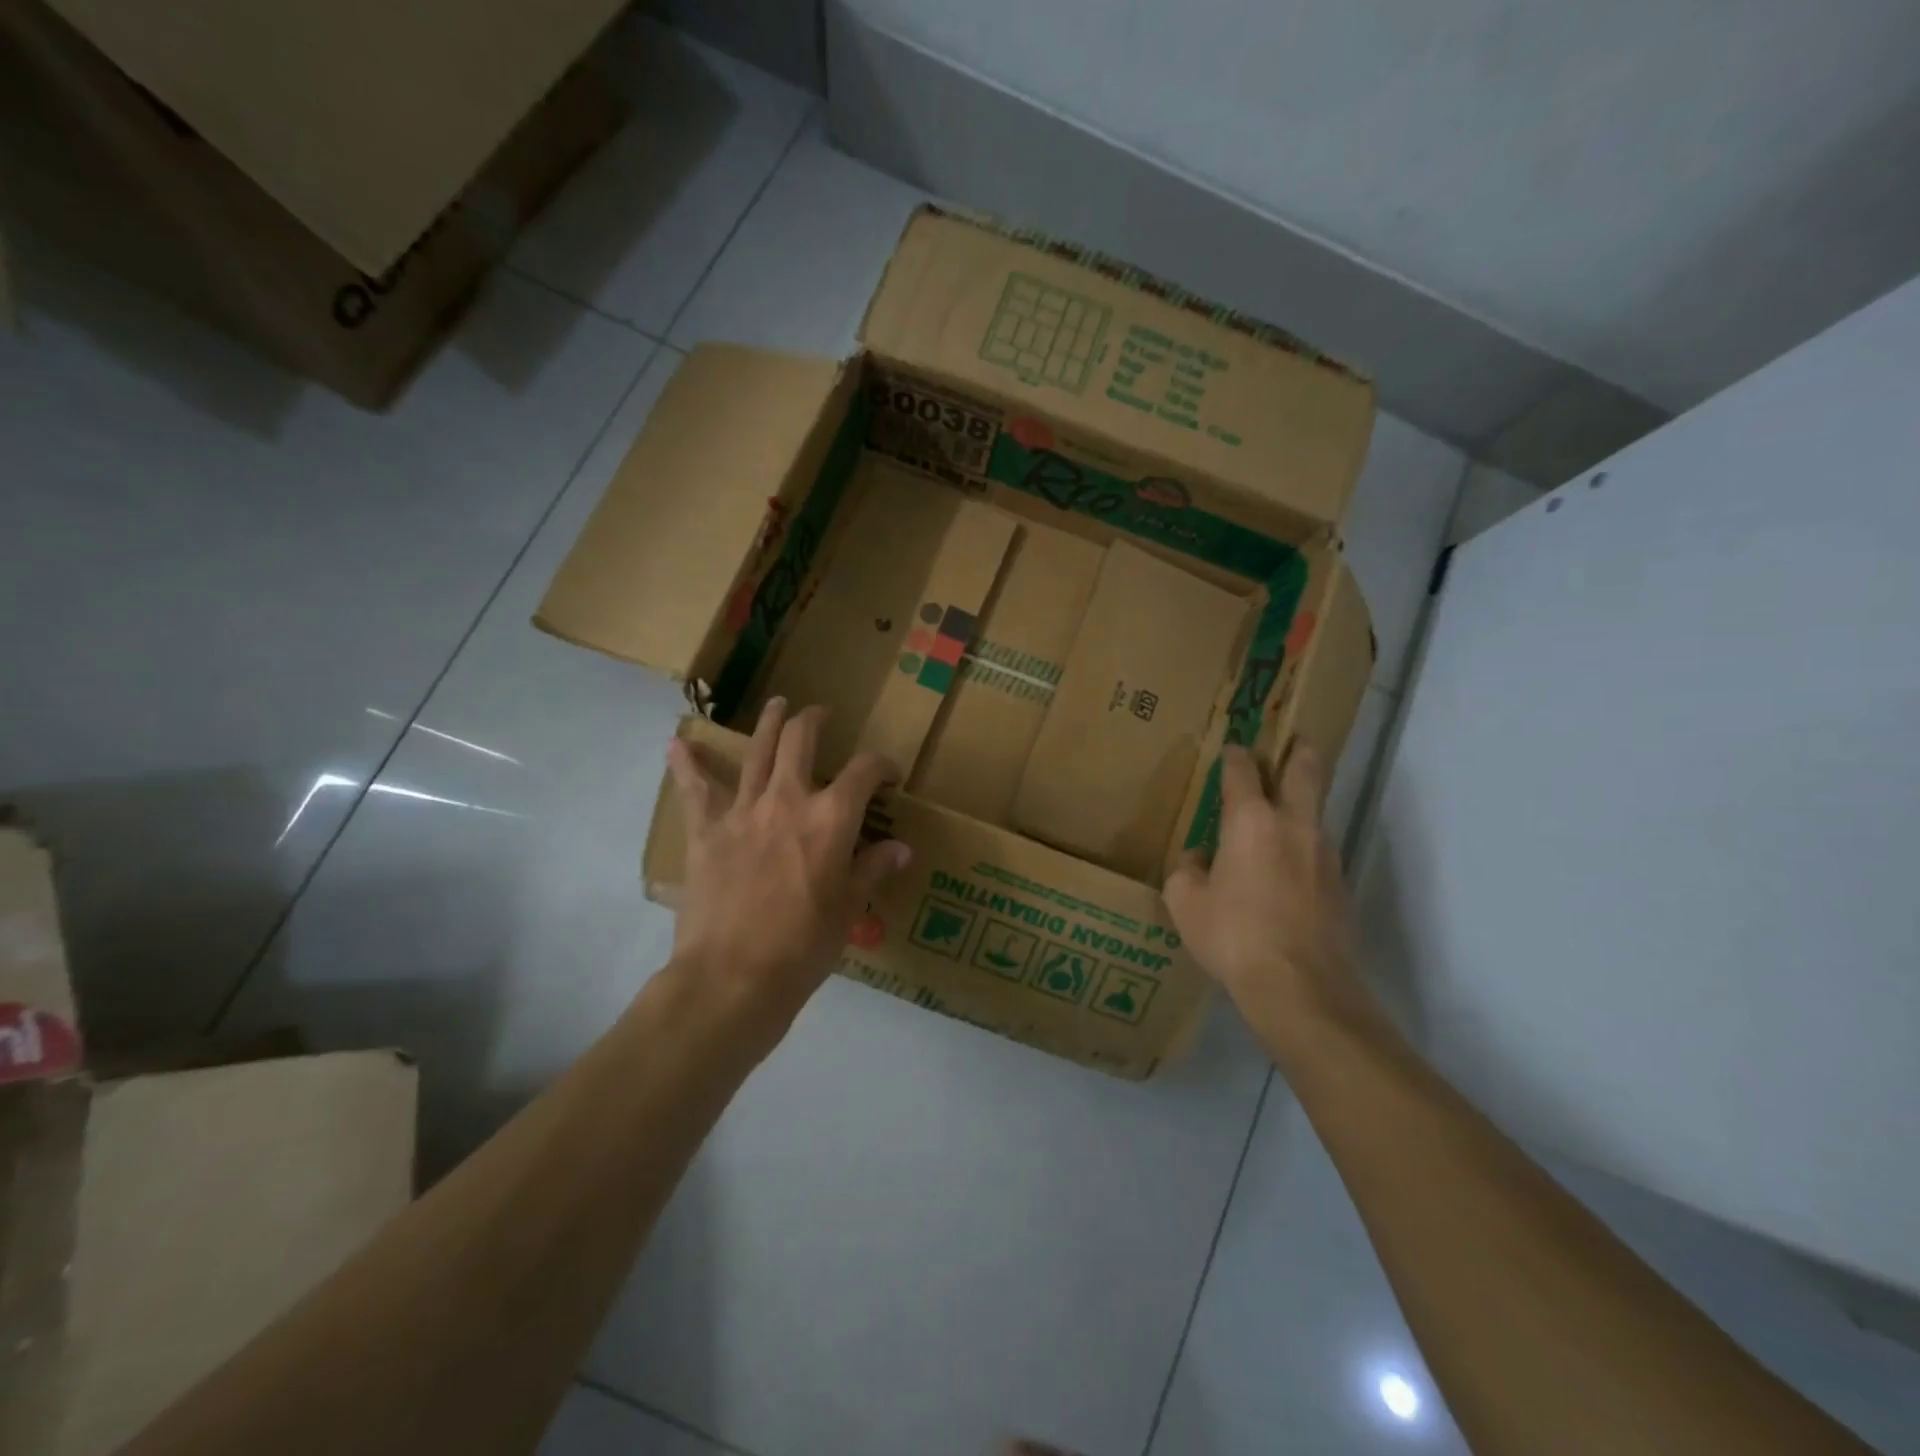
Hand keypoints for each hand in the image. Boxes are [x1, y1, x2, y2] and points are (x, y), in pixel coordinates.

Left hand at [666, 697, 911, 1041]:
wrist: (734, 975)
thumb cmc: (804, 945)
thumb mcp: (849, 908)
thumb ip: (873, 869)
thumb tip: (900, 848)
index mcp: (831, 817)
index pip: (865, 771)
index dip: (883, 765)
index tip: (889, 776)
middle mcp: (788, 799)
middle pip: (800, 739)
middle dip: (814, 720)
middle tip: (821, 715)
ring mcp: (743, 810)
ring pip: (755, 750)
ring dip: (768, 722)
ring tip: (776, 704)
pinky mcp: (707, 830)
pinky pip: (696, 790)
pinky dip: (687, 765)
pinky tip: (678, 745)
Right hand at [1163, 740, 1372, 1056]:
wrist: (1300, 987)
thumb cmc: (1233, 935)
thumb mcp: (1186, 903)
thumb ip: (1187, 871)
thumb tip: (1199, 858)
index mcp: (1251, 821)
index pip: (1243, 770)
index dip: (1235, 754)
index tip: (1231, 748)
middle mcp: (1294, 825)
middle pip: (1305, 769)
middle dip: (1298, 749)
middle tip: (1291, 739)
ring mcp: (1324, 853)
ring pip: (1317, 809)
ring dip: (1303, 799)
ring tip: (1283, 808)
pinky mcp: (1340, 883)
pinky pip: (1319, 847)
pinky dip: (1304, 843)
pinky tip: (1287, 866)